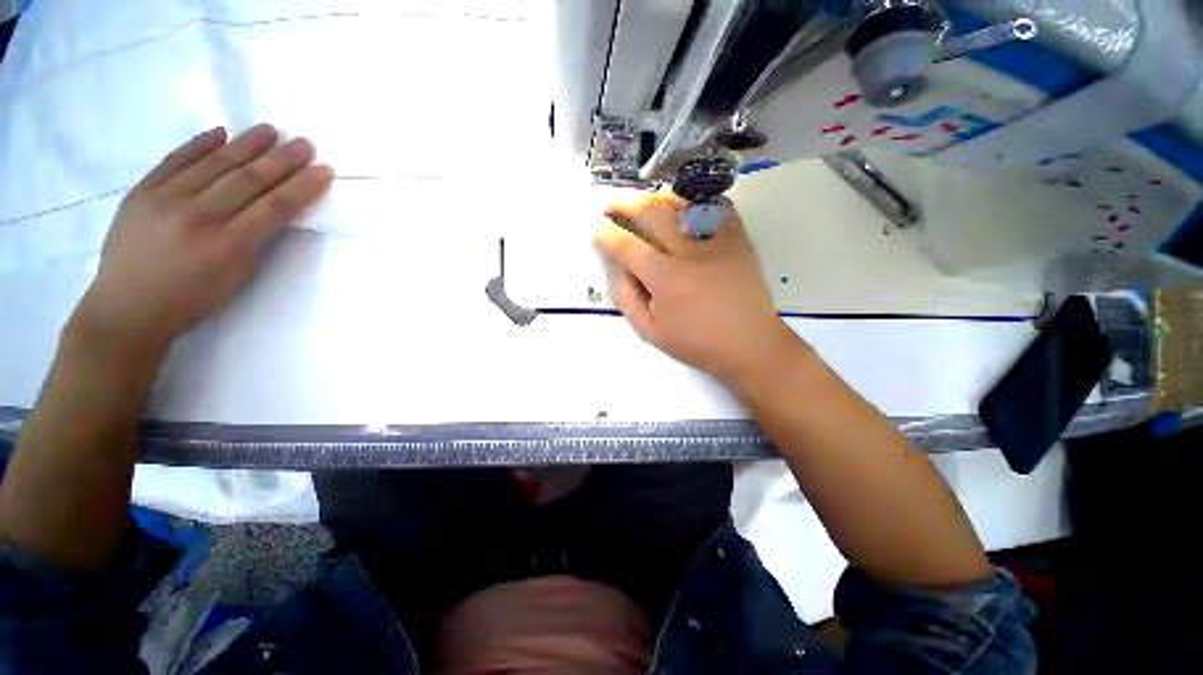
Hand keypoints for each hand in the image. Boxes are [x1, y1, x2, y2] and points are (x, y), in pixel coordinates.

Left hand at [73, 124, 332, 353]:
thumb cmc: (192, 300)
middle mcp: (199, 216)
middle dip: (282, 160)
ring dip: (245, 144)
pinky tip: (220, 133)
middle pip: (248, 179)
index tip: (324, 169)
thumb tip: (273, 211)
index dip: (303, 186)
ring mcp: (166, 199)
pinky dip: (198, 144)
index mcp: (229, 245)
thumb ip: (256, 241)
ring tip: (269, 129)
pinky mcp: (142, 191)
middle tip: (304, 142)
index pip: (275, 207)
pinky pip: (175, 160)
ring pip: (214, 164)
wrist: (127, 308)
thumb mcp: (237, 278)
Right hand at [594, 192, 803, 386]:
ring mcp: (716, 240)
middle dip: (624, 202)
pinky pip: (716, 205)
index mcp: (665, 278)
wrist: (749, 344)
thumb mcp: (650, 332)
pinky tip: (683, 206)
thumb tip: (616, 266)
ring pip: (682, 202)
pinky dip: (696, 200)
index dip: (605, 234)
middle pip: (651, 211)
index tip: (596, 229)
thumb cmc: (696, 343)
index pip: (626, 245)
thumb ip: (626, 297)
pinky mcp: (738, 238)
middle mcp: (688, 252)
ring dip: (656, 197)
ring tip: (643, 203)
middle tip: (611, 203)